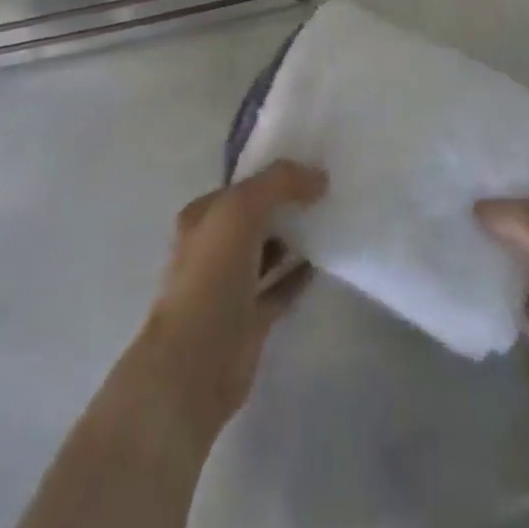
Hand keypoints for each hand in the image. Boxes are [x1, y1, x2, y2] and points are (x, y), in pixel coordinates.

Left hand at [134, 160, 326, 447]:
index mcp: (202, 217)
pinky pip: (280, 288)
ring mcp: (231, 285)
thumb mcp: (241, 209)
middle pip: (256, 217)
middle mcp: (213, 247)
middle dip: (287, 204)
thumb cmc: (211, 275)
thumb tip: (318, 176)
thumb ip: (279, 183)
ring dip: (295, 238)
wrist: (196, 362)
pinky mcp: (250, 319)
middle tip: (330, 191)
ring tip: (332, 220)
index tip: (313, 165)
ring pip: (268, 252)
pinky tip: (325, 262)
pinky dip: (299, 275)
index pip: (242, 186)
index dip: (274, 175)